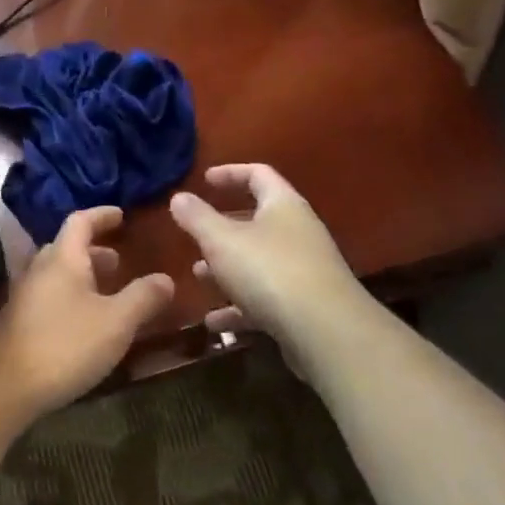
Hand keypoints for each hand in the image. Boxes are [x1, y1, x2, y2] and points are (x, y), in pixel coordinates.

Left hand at [0, 207, 173, 427]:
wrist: (3, 386)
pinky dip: (73, 297)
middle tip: (121, 261)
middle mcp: (40, 268)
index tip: (121, 215)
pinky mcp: (20, 321)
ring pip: (59, 274)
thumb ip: (143, 297)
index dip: (102, 215)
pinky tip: (87, 323)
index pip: (81, 221)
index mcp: (63, 257)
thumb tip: (166, 278)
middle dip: (96, 250)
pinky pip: (51, 296)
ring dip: (84, 276)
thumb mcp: (116, 322)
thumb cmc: (64, 344)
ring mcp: (26, 295)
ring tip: (110, 293)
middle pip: (68, 247)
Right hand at [168, 164, 364, 352]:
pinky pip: (265, 298)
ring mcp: (303, 271)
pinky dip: (238, 306)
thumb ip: (197, 218)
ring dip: (227, 268)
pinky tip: (214, 322)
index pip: (258, 174)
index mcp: (283, 206)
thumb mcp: (222, 240)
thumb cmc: (269, 271)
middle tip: (195, 235)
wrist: (325, 331)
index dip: (230, 173)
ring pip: (258, 262)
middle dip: (222, 229)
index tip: (204, 180)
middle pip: (257, 220)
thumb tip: (178, 197)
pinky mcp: (303, 306)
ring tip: (198, 276)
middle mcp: (298, 232)